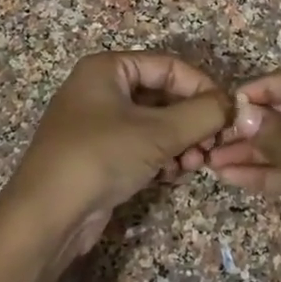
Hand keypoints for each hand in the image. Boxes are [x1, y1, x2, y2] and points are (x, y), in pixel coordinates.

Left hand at [0, 52, 229, 264]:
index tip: (227, 114)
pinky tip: (171, 175)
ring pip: (154, 123)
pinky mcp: (99, 154)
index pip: (169, 66)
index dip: (202, 87)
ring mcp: (97, 123)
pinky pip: (140, 145)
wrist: (47, 216)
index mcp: (107, 69)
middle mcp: (100, 89)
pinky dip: (161, 156)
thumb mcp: (158, 133)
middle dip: (191, 121)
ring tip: (192, 165)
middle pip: (162, 95)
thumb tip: (233, 105)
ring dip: (180, 142)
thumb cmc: (100, 157)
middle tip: (211, 147)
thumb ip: (202, 114)